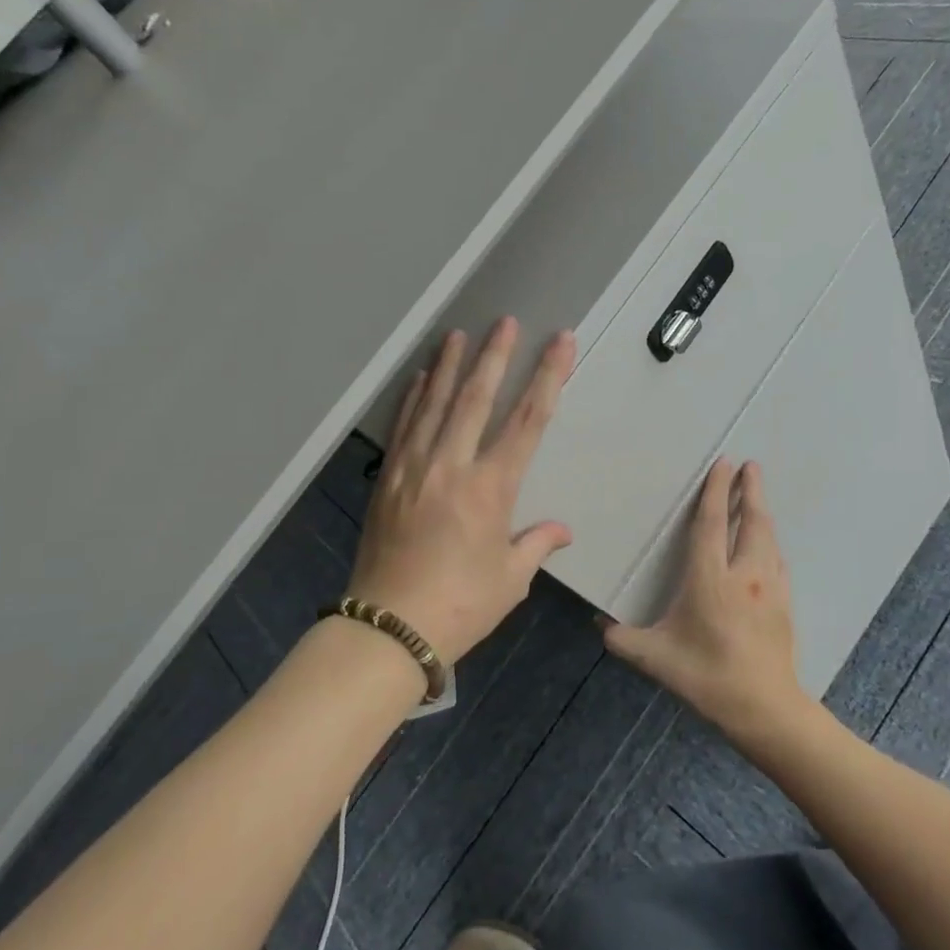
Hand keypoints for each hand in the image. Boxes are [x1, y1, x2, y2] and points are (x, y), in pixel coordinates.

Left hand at [347, 319, 574, 659]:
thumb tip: (561, 530)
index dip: (547, 377)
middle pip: (477, 399)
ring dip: (451, 366)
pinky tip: (421, 377)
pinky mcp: (388, 479)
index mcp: (491, 489)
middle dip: (495, 356)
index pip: (528, 421)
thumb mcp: (509, 580)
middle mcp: (452, 467)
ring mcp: (414, 469)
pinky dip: (414, 398)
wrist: (388, 628)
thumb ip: (536, 545)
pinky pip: (404, 427)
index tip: (560, 343)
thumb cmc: (460, 606)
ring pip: (435, 404)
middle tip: (506, 321)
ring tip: (460, 333)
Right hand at [603, 458, 803, 739]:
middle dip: (751, 490)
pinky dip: (770, 542)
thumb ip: (621, 638)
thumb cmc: (707, 677)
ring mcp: (769, 588)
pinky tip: (767, 545)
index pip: (712, 524)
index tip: (723, 464)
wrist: (765, 708)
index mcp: (710, 580)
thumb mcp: (654, 659)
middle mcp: (744, 575)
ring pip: (768, 539)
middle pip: (751, 521)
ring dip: (762, 512)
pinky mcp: (784, 604)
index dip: (716, 491)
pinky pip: (777, 561)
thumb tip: (598, 622)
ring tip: (757, 495)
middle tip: (750, 465)